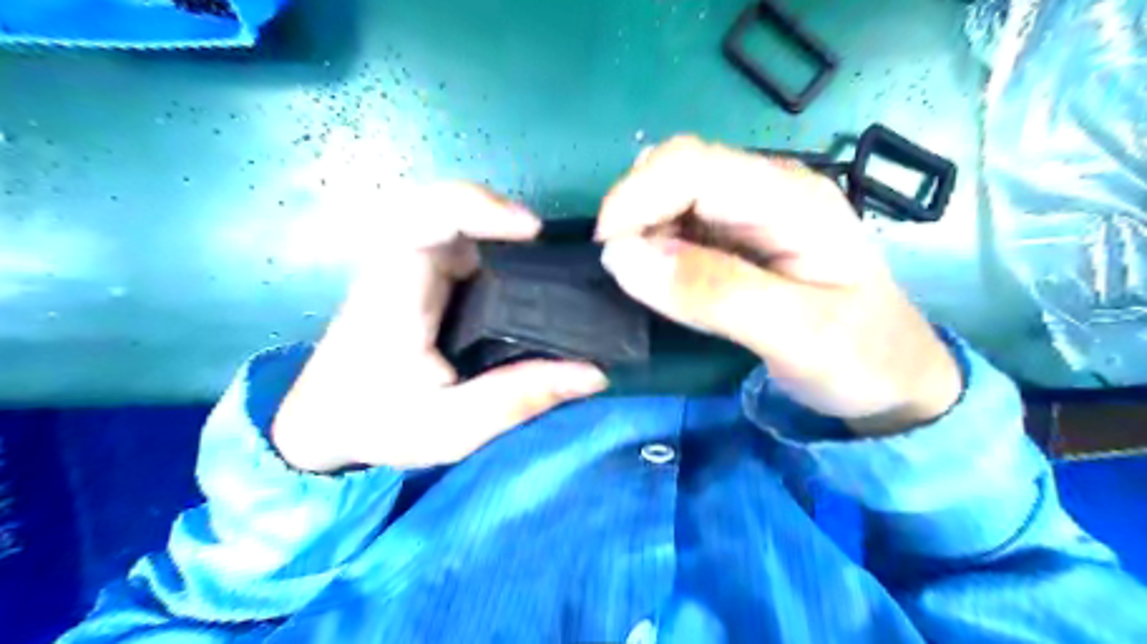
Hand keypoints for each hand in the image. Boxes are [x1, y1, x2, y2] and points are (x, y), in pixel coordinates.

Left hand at [273, 181, 607, 471]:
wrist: (324, 420)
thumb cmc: (377, 422)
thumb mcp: (453, 427)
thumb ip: (520, 398)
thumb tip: (594, 374)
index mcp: (396, 290)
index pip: (428, 216)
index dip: (483, 207)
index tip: (532, 232)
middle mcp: (401, 263)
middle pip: (449, 205)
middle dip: (503, 217)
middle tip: (549, 250)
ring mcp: (409, 263)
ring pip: (458, 220)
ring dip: (504, 231)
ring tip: (547, 266)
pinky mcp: (420, 273)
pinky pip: (461, 240)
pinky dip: (496, 247)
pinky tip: (523, 278)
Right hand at [595, 137, 959, 435]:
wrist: (894, 378)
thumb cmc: (861, 358)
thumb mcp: (795, 334)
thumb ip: (713, 293)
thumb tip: (623, 257)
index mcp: (791, 199)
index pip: (691, 165)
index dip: (635, 197)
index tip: (607, 253)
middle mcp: (770, 189)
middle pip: (677, 169)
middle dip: (635, 213)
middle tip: (624, 273)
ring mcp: (754, 210)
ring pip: (672, 194)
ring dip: (643, 230)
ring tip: (648, 283)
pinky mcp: (741, 234)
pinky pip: (680, 222)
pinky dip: (655, 244)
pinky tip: (665, 278)